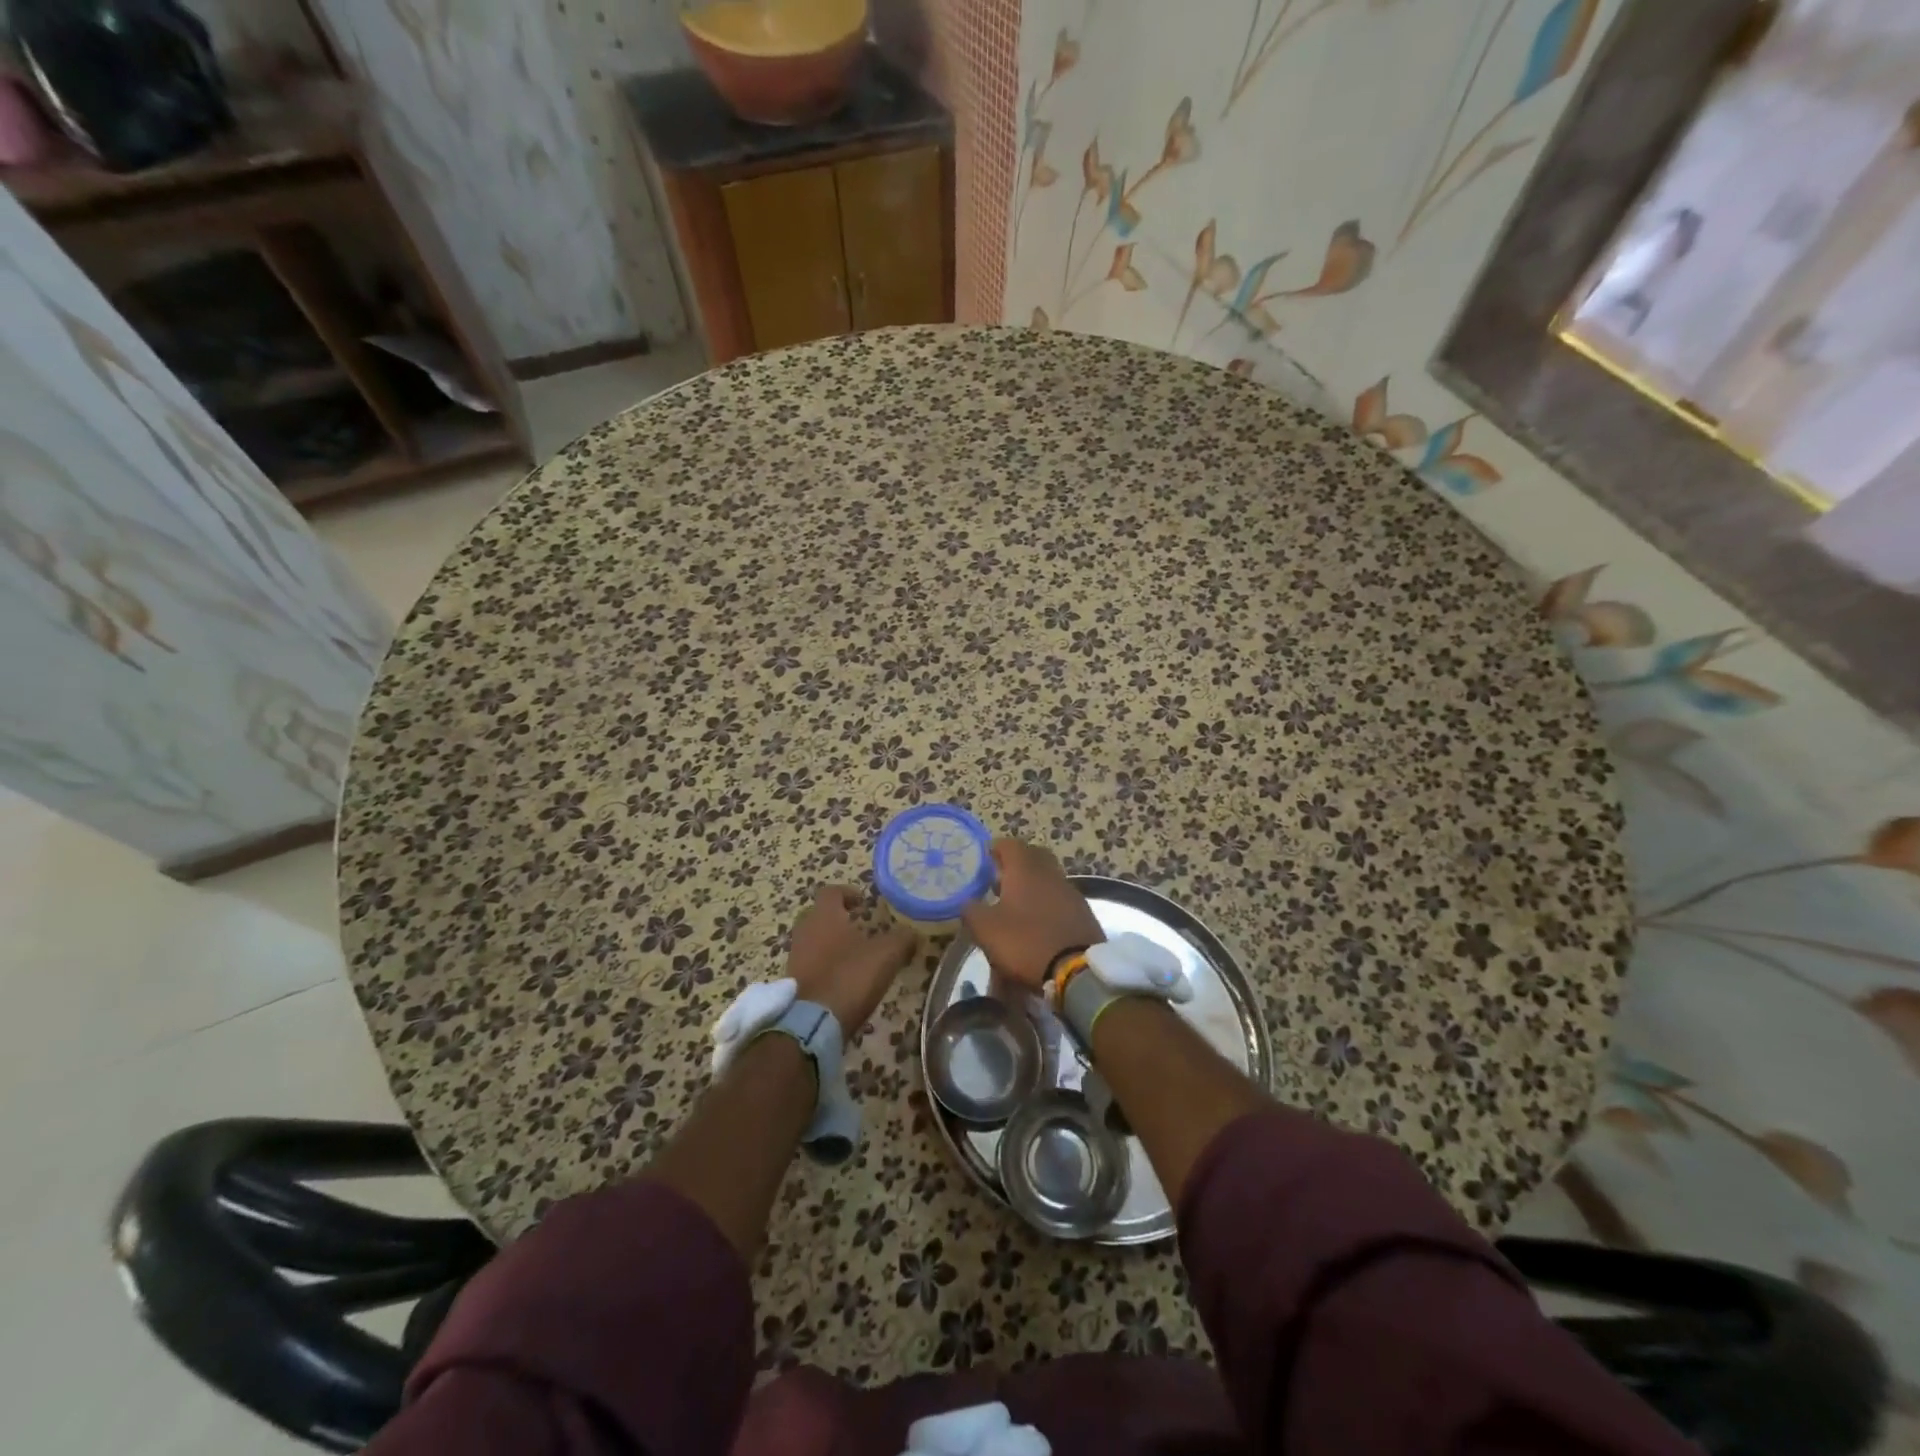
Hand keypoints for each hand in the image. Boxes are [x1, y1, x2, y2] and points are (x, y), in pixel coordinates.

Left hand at [786, 885, 917, 1035]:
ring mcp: (796, 957)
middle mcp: (805, 931)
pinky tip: (844, 978)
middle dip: (838, 918)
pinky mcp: (793, 981)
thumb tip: (912, 933)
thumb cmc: (849, 977)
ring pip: (813, 940)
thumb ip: (902, 939)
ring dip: (831, 943)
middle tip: (859, 926)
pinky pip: (810, 963)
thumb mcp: (886, 955)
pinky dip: (825, 965)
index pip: (831, 892)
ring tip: (855, 955)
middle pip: (819, 915)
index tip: (863, 902)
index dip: (848, 893)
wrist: (812, 1023)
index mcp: (824, 916)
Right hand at [958, 839, 1104, 990]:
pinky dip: (1047, 905)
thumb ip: (971, 910)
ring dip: (1033, 886)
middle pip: (1033, 856)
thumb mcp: (986, 929)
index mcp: (1025, 869)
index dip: (995, 849)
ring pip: (1048, 878)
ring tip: (1017, 907)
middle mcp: (1050, 873)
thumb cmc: (1025, 942)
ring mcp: (1070, 892)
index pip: (1009, 844)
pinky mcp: (1083, 913)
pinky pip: (1060, 899)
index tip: (984, 861)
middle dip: (1016, 864)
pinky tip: (1039, 924)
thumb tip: (968, 902)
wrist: (1077, 971)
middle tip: (1000, 880)